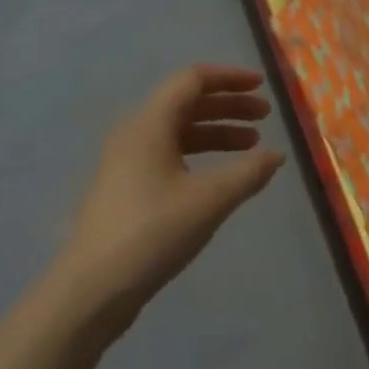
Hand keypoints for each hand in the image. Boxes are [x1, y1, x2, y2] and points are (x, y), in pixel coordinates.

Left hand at [62, 65, 284, 336]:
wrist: (90, 291)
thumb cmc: (152, 233)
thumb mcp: (210, 200)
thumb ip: (248, 172)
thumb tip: (277, 155)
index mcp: (150, 124)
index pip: (192, 80)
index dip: (229, 78)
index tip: (261, 87)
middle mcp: (135, 134)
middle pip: (186, 103)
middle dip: (228, 105)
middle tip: (265, 117)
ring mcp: (126, 162)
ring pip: (178, 131)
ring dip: (217, 131)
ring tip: (252, 146)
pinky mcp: (126, 188)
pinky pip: (169, 154)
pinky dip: (200, 154)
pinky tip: (221, 176)